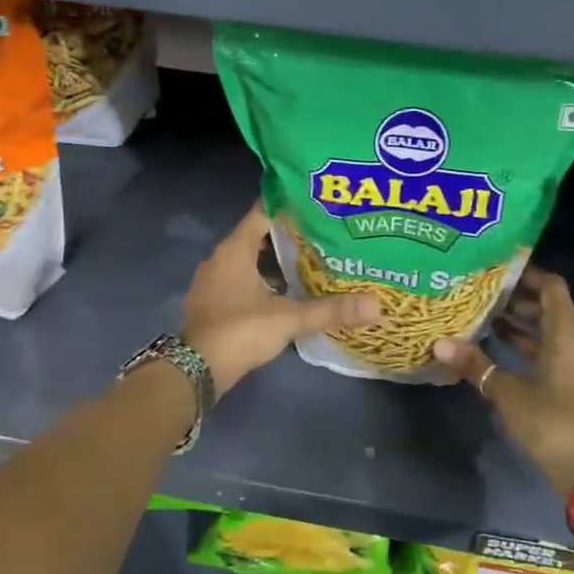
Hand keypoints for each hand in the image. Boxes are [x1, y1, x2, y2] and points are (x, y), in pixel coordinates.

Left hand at [182, 204, 379, 398]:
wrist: (196, 371)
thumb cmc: (240, 331)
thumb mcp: (289, 318)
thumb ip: (331, 309)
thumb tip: (378, 306)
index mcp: (234, 249)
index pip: (263, 212)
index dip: (289, 205)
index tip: (317, 202)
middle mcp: (220, 258)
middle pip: (258, 235)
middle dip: (289, 234)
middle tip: (324, 232)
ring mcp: (214, 282)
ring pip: (250, 260)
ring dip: (276, 260)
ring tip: (312, 259)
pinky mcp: (214, 303)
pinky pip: (242, 280)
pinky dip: (264, 280)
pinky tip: (289, 291)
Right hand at [434, 267, 573, 496]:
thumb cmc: (551, 422)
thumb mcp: (508, 392)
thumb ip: (476, 365)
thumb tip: (439, 343)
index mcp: (567, 336)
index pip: (553, 287)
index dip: (528, 274)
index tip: (498, 268)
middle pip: (549, 307)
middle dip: (517, 298)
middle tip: (482, 291)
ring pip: (547, 332)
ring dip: (519, 323)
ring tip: (483, 315)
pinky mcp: (570, 385)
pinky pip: (548, 352)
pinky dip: (525, 345)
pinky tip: (496, 348)